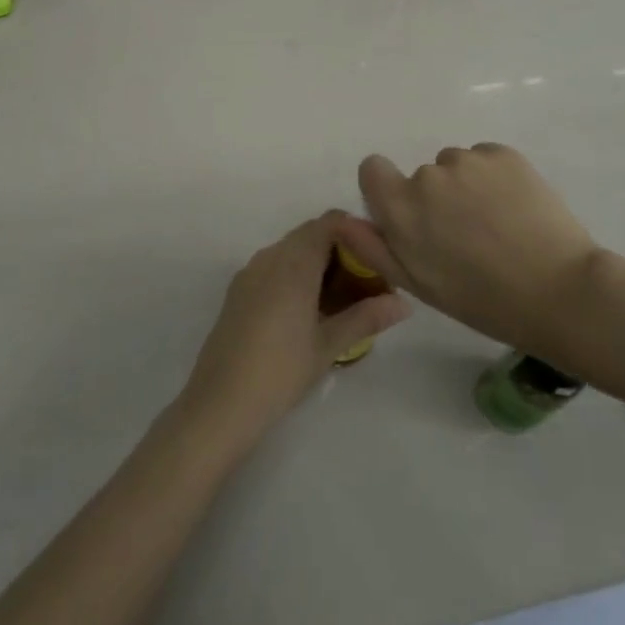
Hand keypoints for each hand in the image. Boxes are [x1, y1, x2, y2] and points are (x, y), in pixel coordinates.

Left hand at [177, 213, 410, 454]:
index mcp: (293, 263)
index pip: (328, 223)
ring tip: (341, 300)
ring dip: (317, 264)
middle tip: (366, 283)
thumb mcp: (329, 345)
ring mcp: (249, 273)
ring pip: (290, 251)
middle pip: (310, 235)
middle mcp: (269, 257)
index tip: (376, 257)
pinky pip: (273, 268)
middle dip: (340, 251)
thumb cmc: (280, 370)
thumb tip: (404, 303)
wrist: (220, 402)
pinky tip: (309, 311)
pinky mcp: (238, 291)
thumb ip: (366, 318)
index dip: (355, 232)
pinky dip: (295, 276)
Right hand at [341, 144, 604, 351]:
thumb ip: (373, 247)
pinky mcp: (504, 154)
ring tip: (497, 225)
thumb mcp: (418, 284)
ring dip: (466, 187)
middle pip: (421, 176)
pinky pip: (486, 159)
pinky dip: (494, 178)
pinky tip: (516, 210)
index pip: (373, 169)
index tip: (414, 216)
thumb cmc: (481, 299)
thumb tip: (342, 220)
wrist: (558, 290)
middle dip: (436, 199)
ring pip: (456, 166)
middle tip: (467, 237)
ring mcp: (468, 160)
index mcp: (400, 207)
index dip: (387, 189)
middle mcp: (428, 175)